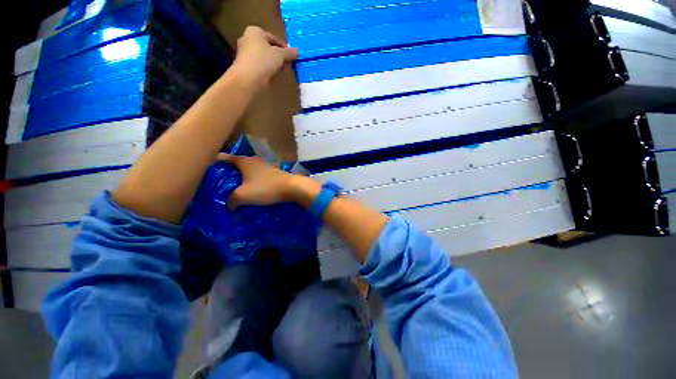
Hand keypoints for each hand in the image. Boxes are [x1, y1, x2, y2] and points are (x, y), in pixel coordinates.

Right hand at [218, 154, 296, 208]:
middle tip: (223, 180)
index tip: (210, 167)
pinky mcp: (275, 173)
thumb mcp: (243, 195)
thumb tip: (230, 206)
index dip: (217, 161)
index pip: (226, 158)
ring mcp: (267, 166)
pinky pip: (260, 176)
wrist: (292, 187)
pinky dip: (255, 180)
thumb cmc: (265, 188)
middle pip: (239, 163)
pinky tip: (254, 189)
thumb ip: (232, 200)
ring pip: (251, 170)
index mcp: (244, 161)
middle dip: (231, 170)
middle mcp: (255, 161)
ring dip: (245, 176)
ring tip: (238, 187)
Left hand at [231, 26, 298, 90]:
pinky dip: (267, 69)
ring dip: (274, 64)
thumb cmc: (264, 61)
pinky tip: (273, 76)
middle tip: (288, 65)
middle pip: (268, 48)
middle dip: (279, 57)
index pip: (274, 38)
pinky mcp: (245, 65)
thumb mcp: (280, 55)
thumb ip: (289, 53)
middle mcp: (248, 39)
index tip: (292, 57)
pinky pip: (260, 65)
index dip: (285, 48)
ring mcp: (245, 53)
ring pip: (264, 57)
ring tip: (282, 71)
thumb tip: (298, 52)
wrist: (248, 78)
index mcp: (255, 31)